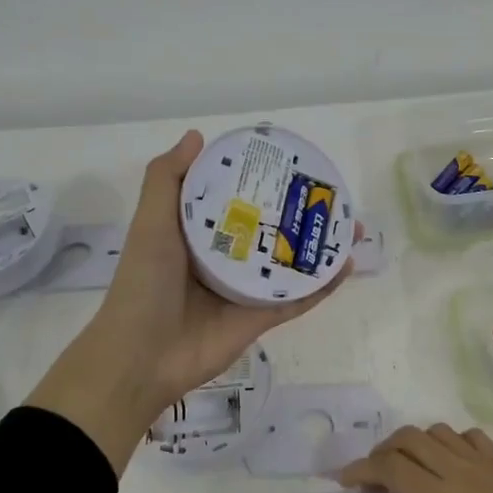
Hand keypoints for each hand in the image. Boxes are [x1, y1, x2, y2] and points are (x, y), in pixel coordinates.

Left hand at [26, 130, 355, 473]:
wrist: (141, 357)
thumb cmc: (144, 283)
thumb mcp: (151, 224)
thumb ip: (167, 180)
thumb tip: (197, 136)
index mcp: (198, 234)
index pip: (236, 199)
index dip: (262, 182)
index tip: (290, 163)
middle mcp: (225, 258)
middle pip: (272, 230)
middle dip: (302, 214)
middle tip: (332, 197)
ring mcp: (245, 291)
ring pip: (291, 263)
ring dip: (321, 247)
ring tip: (351, 227)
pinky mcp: (260, 319)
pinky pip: (297, 299)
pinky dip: (322, 285)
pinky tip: (346, 266)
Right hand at [337, 425, 492, 492]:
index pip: (389, 468)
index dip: (361, 469)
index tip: (344, 482)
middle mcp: (455, 473)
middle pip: (406, 439)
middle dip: (380, 453)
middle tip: (371, 481)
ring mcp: (484, 465)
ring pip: (435, 432)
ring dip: (411, 444)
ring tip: (407, 473)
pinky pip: (467, 438)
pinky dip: (447, 442)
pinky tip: (453, 467)